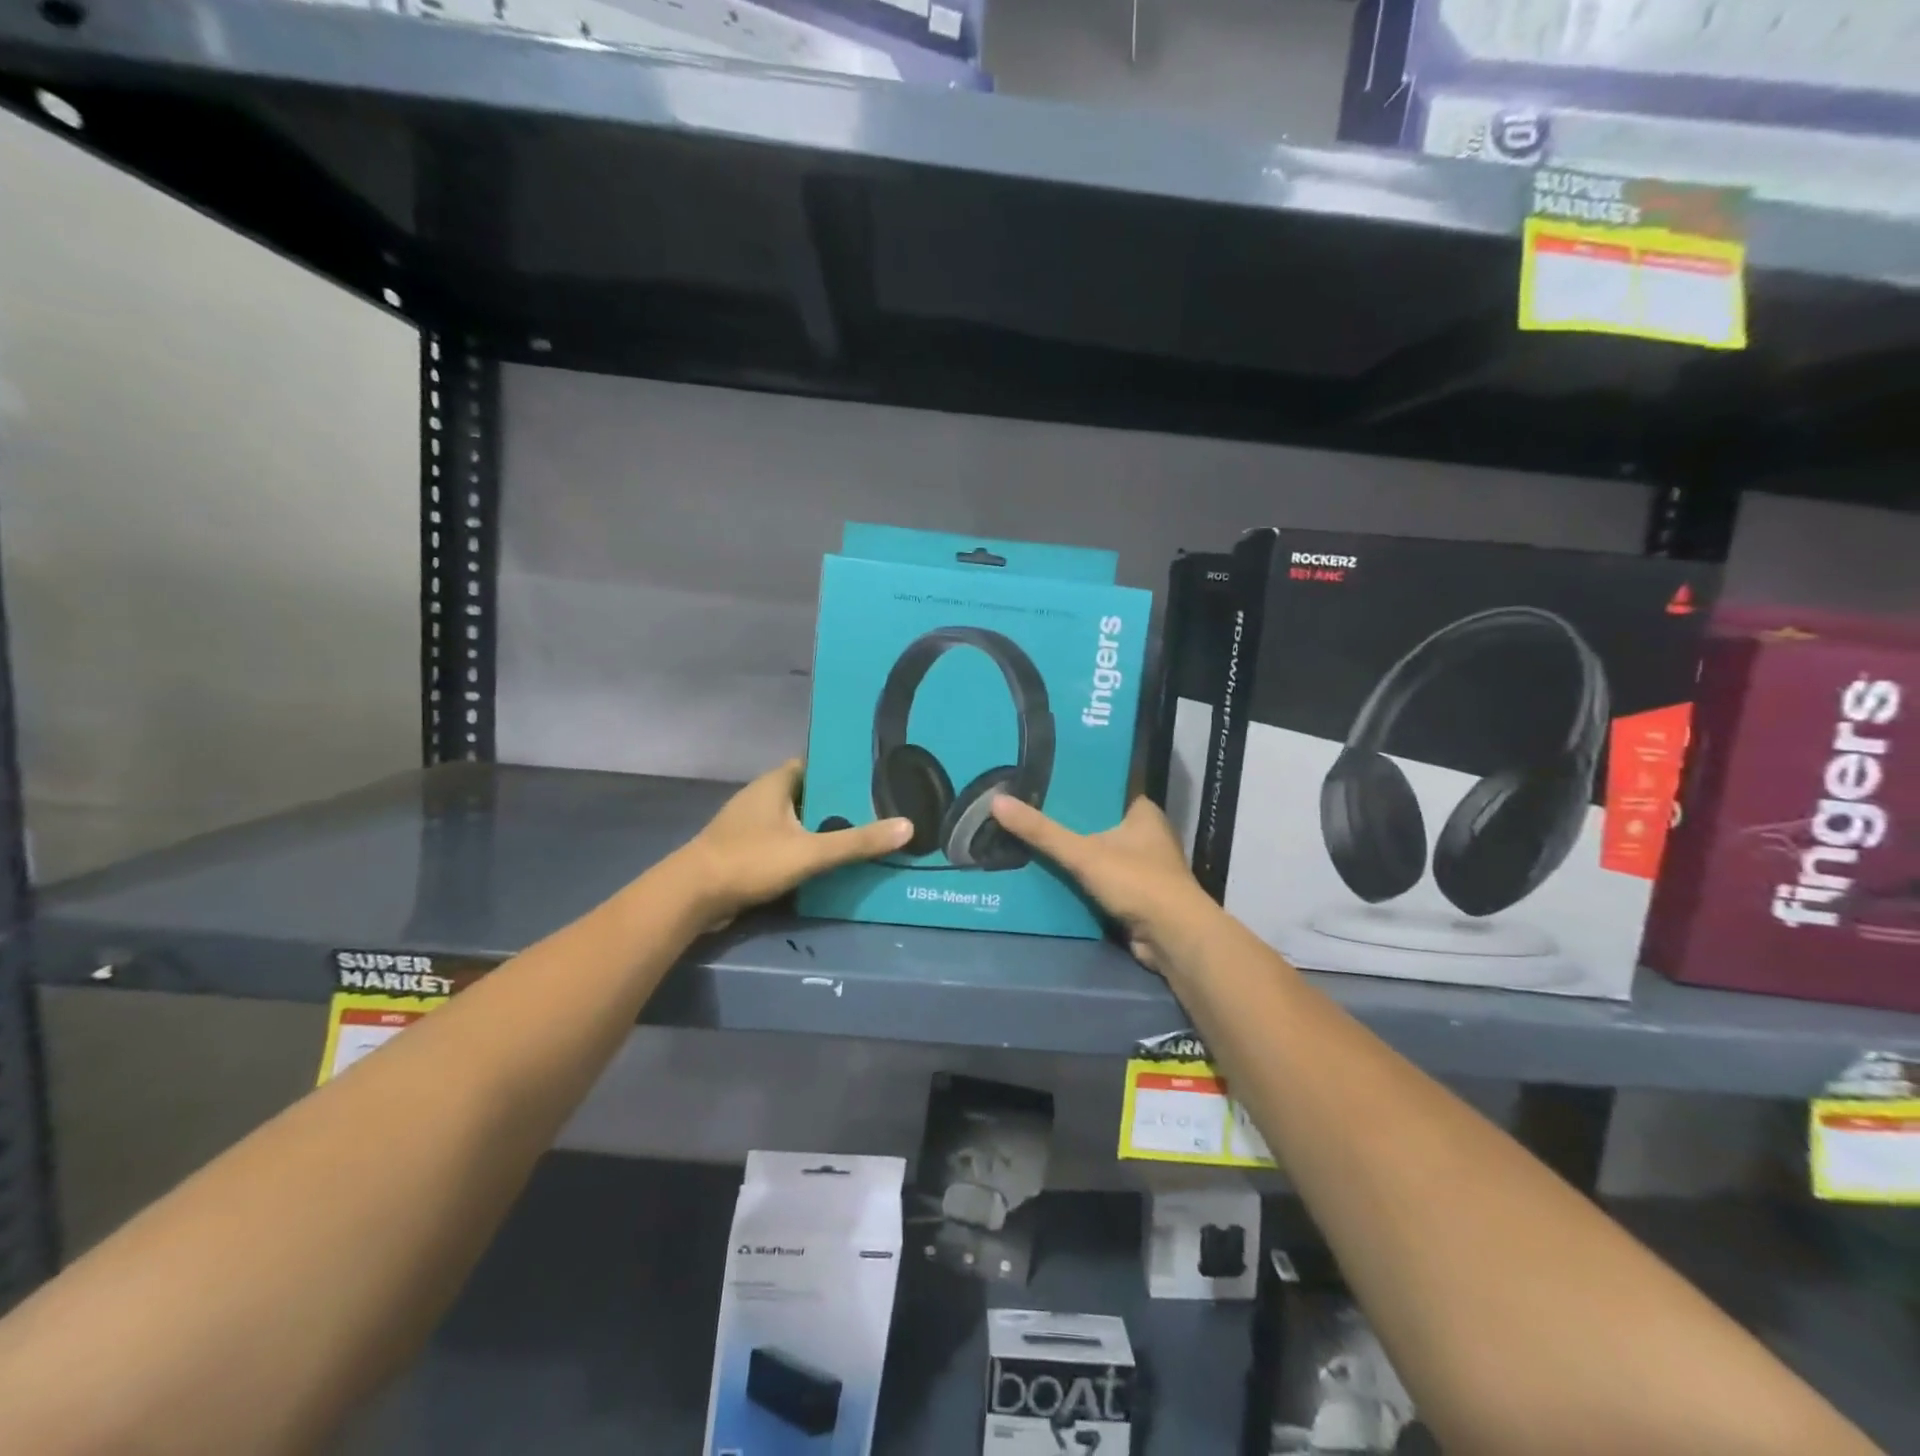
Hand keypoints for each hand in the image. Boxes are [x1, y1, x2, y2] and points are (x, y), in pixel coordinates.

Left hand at [681, 760, 911, 924]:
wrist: (692, 896)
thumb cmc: (750, 860)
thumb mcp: (811, 851)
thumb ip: (858, 841)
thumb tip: (908, 827)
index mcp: (776, 782)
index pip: (816, 764)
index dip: (844, 769)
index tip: (876, 777)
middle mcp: (763, 796)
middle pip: (809, 792)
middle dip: (839, 801)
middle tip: (879, 808)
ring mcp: (751, 824)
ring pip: (797, 819)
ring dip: (822, 827)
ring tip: (863, 833)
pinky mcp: (746, 850)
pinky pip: (784, 841)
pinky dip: (805, 847)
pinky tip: (828, 860)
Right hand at [989, 795, 1218, 972]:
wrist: (1174, 938)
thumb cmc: (1137, 882)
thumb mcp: (1083, 853)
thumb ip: (1042, 831)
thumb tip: (996, 801)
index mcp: (1143, 812)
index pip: (1104, 790)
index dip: (1075, 787)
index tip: (1041, 783)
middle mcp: (1146, 834)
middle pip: (1098, 822)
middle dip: (1068, 823)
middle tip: (1026, 812)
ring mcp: (1143, 866)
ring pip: (1099, 852)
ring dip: (1073, 854)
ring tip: (1029, 841)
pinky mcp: (1137, 894)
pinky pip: (1101, 879)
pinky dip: (1080, 880)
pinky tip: (1049, 875)